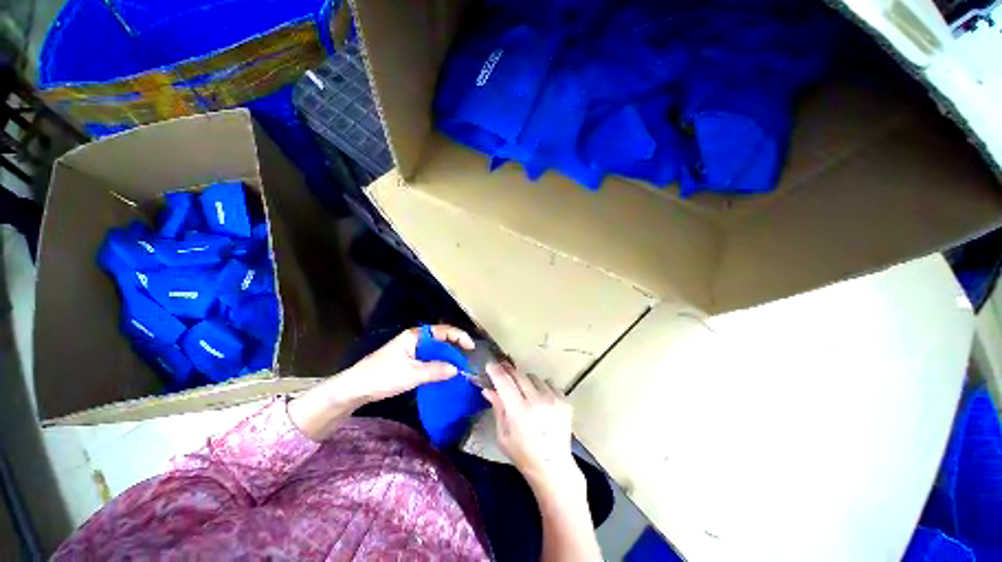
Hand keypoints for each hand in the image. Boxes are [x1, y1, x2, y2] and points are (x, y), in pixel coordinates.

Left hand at [337, 324, 473, 403]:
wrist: (355, 388)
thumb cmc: (383, 376)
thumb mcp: (412, 374)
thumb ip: (436, 370)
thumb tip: (456, 369)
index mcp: (416, 335)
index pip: (443, 330)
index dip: (459, 336)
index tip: (471, 347)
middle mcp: (415, 338)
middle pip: (440, 338)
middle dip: (455, 346)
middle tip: (467, 358)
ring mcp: (410, 349)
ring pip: (435, 349)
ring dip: (447, 355)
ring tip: (459, 365)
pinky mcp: (407, 359)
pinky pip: (428, 357)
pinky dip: (438, 362)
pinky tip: (443, 371)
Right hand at [483, 362, 583, 492]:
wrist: (553, 467)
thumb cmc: (523, 454)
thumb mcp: (503, 435)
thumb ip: (497, 408)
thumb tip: (487, 389)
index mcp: (518, 411)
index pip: (504, 381)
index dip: (495, 370)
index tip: (490, 363)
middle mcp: (536, 401)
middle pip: (519, 374)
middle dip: (509, 370)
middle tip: (503, 369)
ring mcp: (553, 399)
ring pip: (534, 377)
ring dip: (526, 381)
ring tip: (524, 392)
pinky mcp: (564, 401)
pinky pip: (549, 383)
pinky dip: (542, 387)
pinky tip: (540, 399)